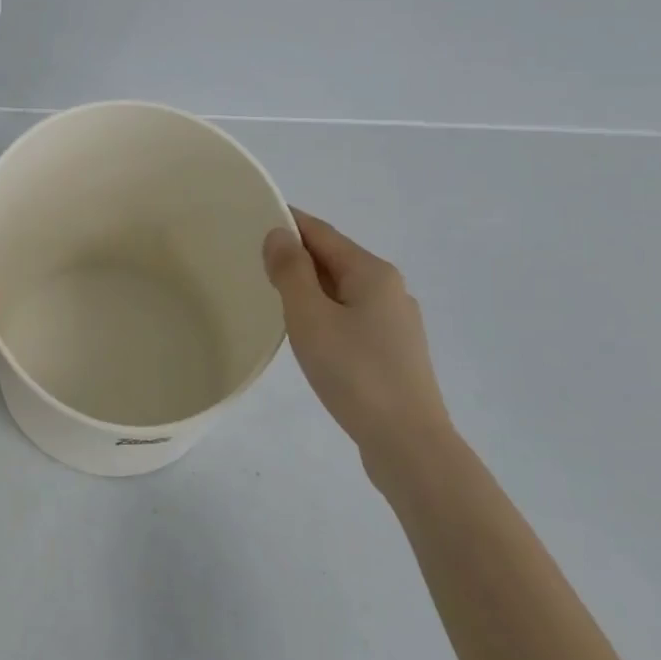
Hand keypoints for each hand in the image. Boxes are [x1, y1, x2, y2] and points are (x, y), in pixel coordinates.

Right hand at [262, 209, 450, 476]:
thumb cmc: (354, 372)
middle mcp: (390, 289)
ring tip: (272, 293)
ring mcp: (396, 322)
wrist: (407, 442)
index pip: (322, 232)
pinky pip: (350, 315)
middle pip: (334, 258)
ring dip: (309, 285)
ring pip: (343, 289)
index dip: (288, 221)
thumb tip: (280, 233)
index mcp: (372, 272)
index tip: (253, 216)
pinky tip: (307, 332)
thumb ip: (291, 271)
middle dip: (296, 254)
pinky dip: (324, 311)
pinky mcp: (394, 351)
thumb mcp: (310, 316)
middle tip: (252, 257)